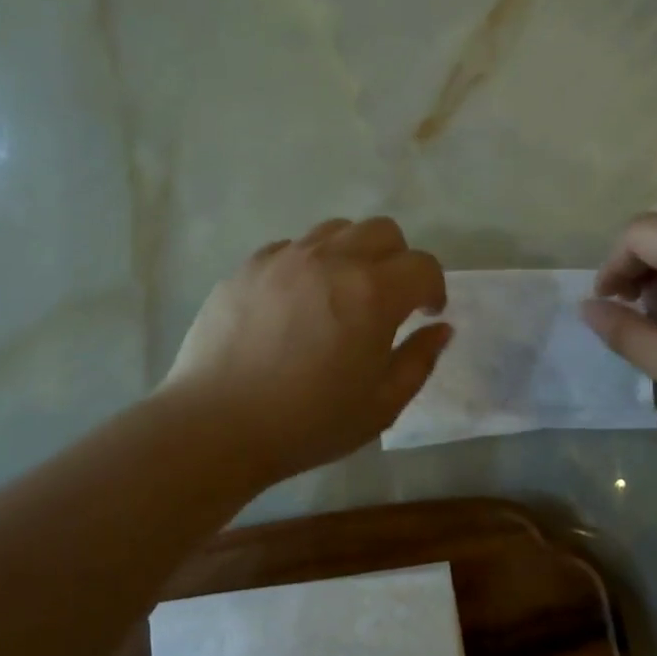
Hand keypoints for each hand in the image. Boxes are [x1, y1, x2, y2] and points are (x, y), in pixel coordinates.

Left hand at [161, 217, 451, 481]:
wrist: (216, 425)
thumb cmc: (308, 423)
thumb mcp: (381, 405)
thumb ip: (419, 360)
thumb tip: (439, 328)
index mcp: (372, 293)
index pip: (423, 265)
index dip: (434, 288)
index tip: (426, 313)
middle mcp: (332, 261)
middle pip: (383, 231)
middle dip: (398, 260)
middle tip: (388, 299)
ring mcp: (285, 258)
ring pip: (336, 230)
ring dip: (353, 253)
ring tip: (341, 292)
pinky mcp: (249, 266)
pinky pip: (291, 247)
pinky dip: (308, 264)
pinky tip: (296, 302)